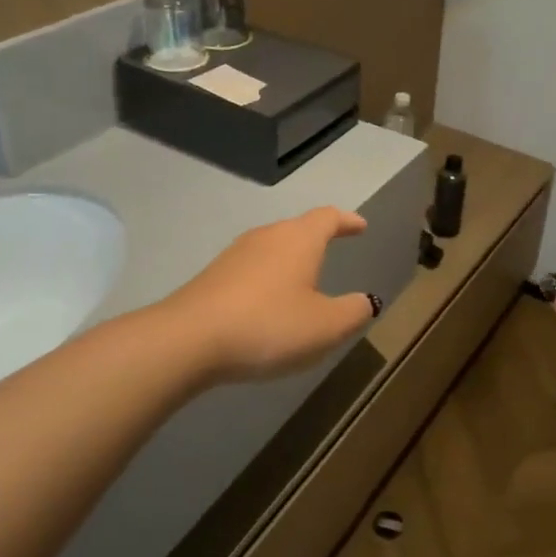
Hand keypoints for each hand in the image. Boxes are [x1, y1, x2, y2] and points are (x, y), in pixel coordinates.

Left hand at [163, 207, 378, 383]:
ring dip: (290, 260)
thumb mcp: (325, 326)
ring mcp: (235, 254)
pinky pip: (251, 270)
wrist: (190, 339)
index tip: (360, 226)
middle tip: (333, 250)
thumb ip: (353, 311)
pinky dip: (267, 280)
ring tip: (302, 281)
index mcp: (299, 239)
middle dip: (317, 238)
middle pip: (298, 228)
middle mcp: (267, 237)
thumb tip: (366, 301)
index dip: (346, 221)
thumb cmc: (269, 325)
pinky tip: (268, 304)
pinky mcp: (213, 276)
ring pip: (272, 248)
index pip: (328, 217)